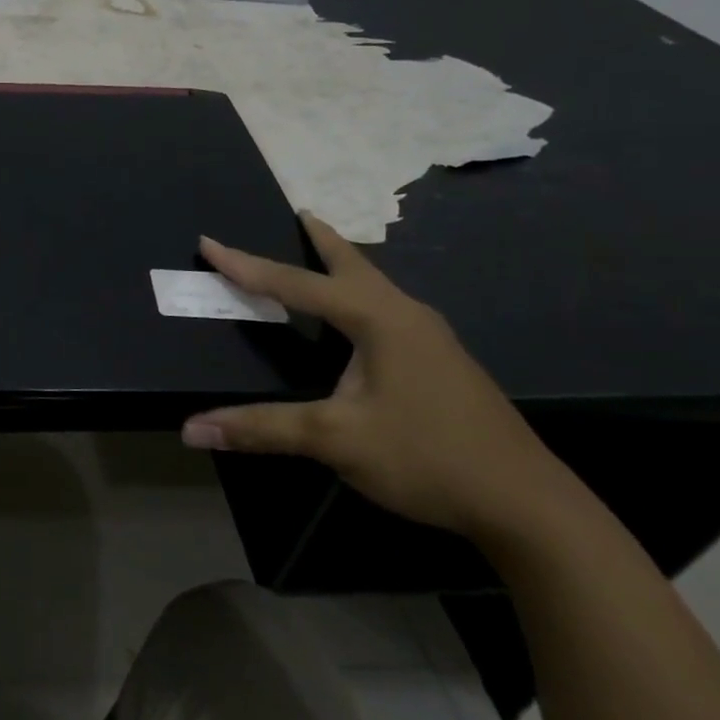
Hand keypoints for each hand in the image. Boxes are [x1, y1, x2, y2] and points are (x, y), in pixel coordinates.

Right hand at [182, 211, 570, 541]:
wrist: (527, 506)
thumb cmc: (426, 457)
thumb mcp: (336, 441)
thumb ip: (262, 428)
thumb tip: (192, 429)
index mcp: (379, 320)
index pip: (297, 285)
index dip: (246, 266)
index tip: (209, 243)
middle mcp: (407, 316)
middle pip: (353, 266)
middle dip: (322, 240)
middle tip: (299, 214)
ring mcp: (431, 340)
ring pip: (376, 287)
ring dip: (345, 267)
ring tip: (324, 254)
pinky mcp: (442, 364)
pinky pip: (389, 311)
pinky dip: (361, 297)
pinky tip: (360, 321)